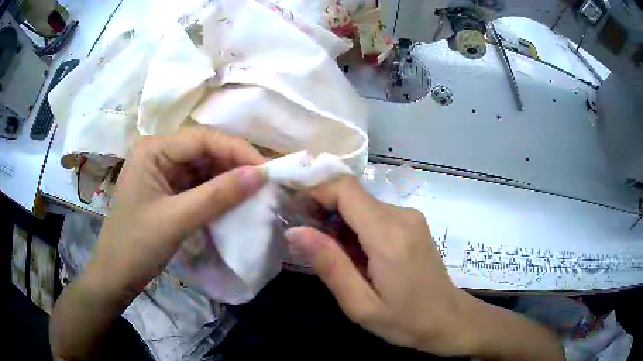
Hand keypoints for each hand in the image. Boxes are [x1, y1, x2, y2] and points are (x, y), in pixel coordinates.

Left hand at [92, 127, 265, 293]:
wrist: (116, 275)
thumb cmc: (136, 245)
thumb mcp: (176, 220)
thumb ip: (218, 196)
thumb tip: (261, 174)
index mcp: (153, 149)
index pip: (202, 139)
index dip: (237, 150)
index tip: (267, 170)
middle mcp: (158, 153)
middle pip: (205, 150)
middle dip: (234, 165)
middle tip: (264, 183)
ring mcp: (163, 171)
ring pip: (204, 167)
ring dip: (228, 179)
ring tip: (255, 192)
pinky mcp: (168, 189)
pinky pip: (198, 184)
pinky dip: (217, 192)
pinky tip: (234, 201)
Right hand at [285, 176, 563, 359]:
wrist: (450, 320)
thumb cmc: (406, 322)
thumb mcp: (360, 305)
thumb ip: (329, 265)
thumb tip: (295, 230)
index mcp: (389, 235)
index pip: (345, 189)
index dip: (315, 191)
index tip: (295, 211)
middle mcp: (402, 215)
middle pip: (352, 195)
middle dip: (324, 210)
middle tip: (307, 241)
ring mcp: (411, 217)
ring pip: (362, 204)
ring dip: (340, 222)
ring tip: (332, 255)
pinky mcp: (413, 224)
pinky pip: (376, 214)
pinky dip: (357, 227)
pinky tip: (356, 256)